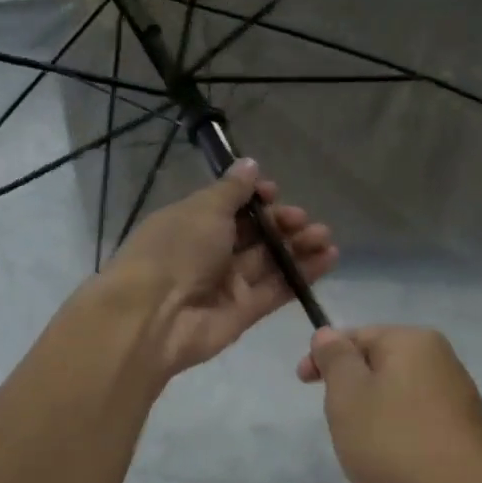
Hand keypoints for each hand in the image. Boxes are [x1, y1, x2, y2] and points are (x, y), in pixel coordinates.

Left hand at [103, 159, 336, 379]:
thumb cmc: (175, 250)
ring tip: (326, 238)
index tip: (274, 193)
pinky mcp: (244, 312)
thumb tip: (250, 165)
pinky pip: (276, 289)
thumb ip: (232, 190)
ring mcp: (227, 285)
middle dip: (283, 223)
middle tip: (304, 220)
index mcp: (192, 223)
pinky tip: (328, 259)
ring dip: (298, 247)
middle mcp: (209, 253)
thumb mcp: (203, 209)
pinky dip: (301, 275)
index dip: (255, 199)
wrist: (153, 317)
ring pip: (269, 262)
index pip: (230, 207)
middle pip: (254, 235)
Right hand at [298, 327, 481, 482]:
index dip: (324, 356)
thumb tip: (328, 333)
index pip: (357, 335)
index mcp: (411, 341)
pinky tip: (391, 465)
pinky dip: (396, 436)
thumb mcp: (348, 396)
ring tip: (361, 449)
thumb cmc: (397, 443)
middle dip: (350, 389)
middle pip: (379, 364)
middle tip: (334, 422)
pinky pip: (416, 422)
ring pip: (396, 396)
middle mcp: (440, 359)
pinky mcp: (464, 432)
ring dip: (372, 416)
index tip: (302, 384)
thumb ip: (335, 360)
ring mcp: (457, 396)